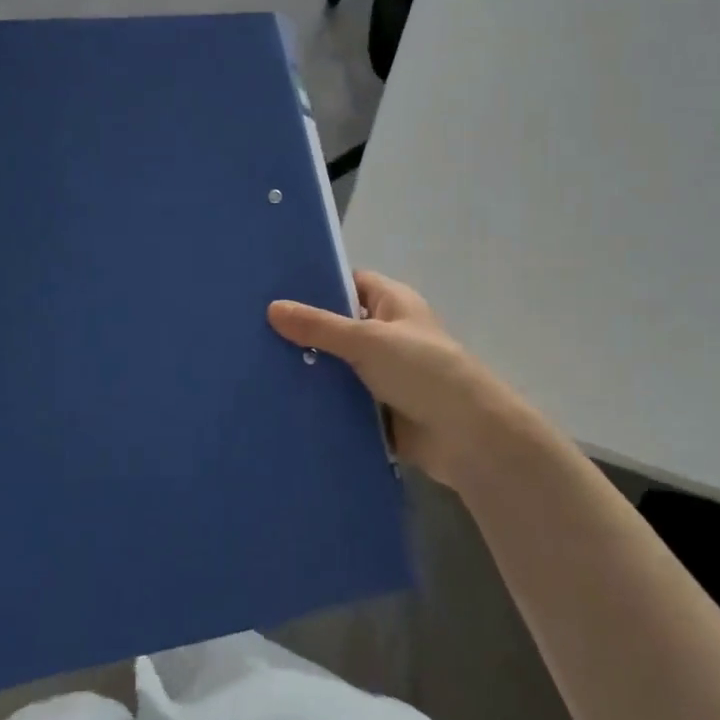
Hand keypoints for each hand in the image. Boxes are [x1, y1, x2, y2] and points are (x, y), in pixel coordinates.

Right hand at [269, 272, 538, 491]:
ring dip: (308, 367)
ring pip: (336, 364)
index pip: (350, 283)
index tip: (274, 288)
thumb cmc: (422, 370)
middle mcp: (388, 334)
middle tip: (254, 328)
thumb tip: (272, 308)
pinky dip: (319, 399)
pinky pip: (340, 398)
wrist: (466, 436)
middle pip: (339, 325)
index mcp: (394, 303)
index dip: (317, 284)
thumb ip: (319, 326)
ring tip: (257, 363)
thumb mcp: (368, 340)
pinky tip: (279, 399)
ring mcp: (383, 373)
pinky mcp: (377, 408)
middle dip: (304, 329)